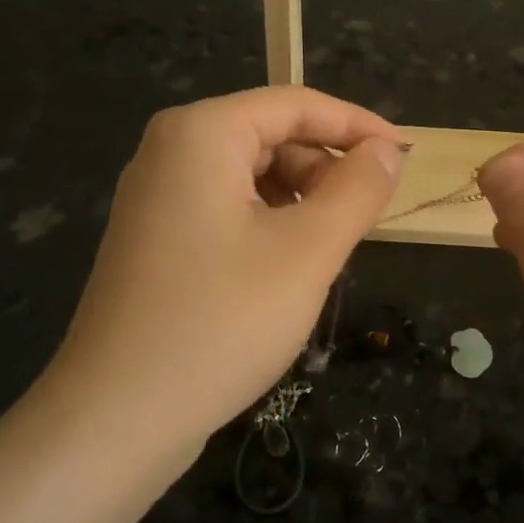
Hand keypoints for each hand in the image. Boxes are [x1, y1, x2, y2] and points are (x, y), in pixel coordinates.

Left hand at [55, 87, 402, 454]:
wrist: (117, 418)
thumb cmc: (222, 321)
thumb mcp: (308, 251)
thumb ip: (357, 189)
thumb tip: (387, 150)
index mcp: (201, 134)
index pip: (296, 104)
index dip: (358, 126)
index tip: (406, 157)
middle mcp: (171, 152)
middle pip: (271, 137)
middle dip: (325, 170)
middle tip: (367, 220)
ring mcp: (157, 198)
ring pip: (251, 176)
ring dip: (301, 202)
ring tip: (328, 252)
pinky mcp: (156, 239)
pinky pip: (227, 209)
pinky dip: (269, 225)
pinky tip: (288, 269)